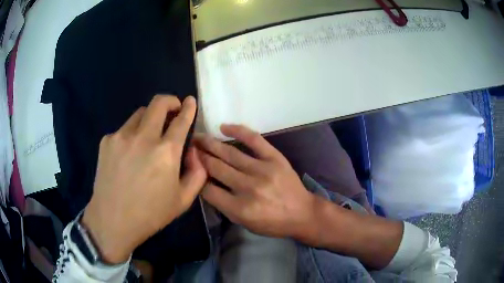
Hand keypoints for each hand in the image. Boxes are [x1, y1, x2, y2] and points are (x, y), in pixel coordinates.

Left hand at [82, 95, 205, 263]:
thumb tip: (193, 152)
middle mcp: (144, 137)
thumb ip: (197, 173)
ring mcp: (122, 136)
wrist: (113, 220)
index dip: (188, 108)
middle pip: (158, 103)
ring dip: (149, 118)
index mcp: (165, 152)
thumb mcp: (183, 200)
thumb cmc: (150, 214)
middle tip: (173, 109)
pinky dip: (131, 135)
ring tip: (148, 135)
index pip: (181, 120)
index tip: (190, 101)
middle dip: (170, 101)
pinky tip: (128, 155)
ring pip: (140, 113)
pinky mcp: (107, 141)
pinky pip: (123, 129)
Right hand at [195, 125, 315, 237]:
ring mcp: (263, 170)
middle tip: (188, 147)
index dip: (196, 178)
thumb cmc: (273, 223)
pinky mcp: (275, 158)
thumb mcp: (245, 224)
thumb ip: (225, 206)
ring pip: (230, 154)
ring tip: (198, 137)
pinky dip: (238, 130)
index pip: (208, 190)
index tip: (190, 168)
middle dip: (199, 157)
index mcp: (240, 209)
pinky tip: (224, 127)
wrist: (302, 213)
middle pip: (216, 168)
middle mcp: (249, 188)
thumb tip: (206, 185)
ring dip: (211, 144)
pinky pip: (254, 140)